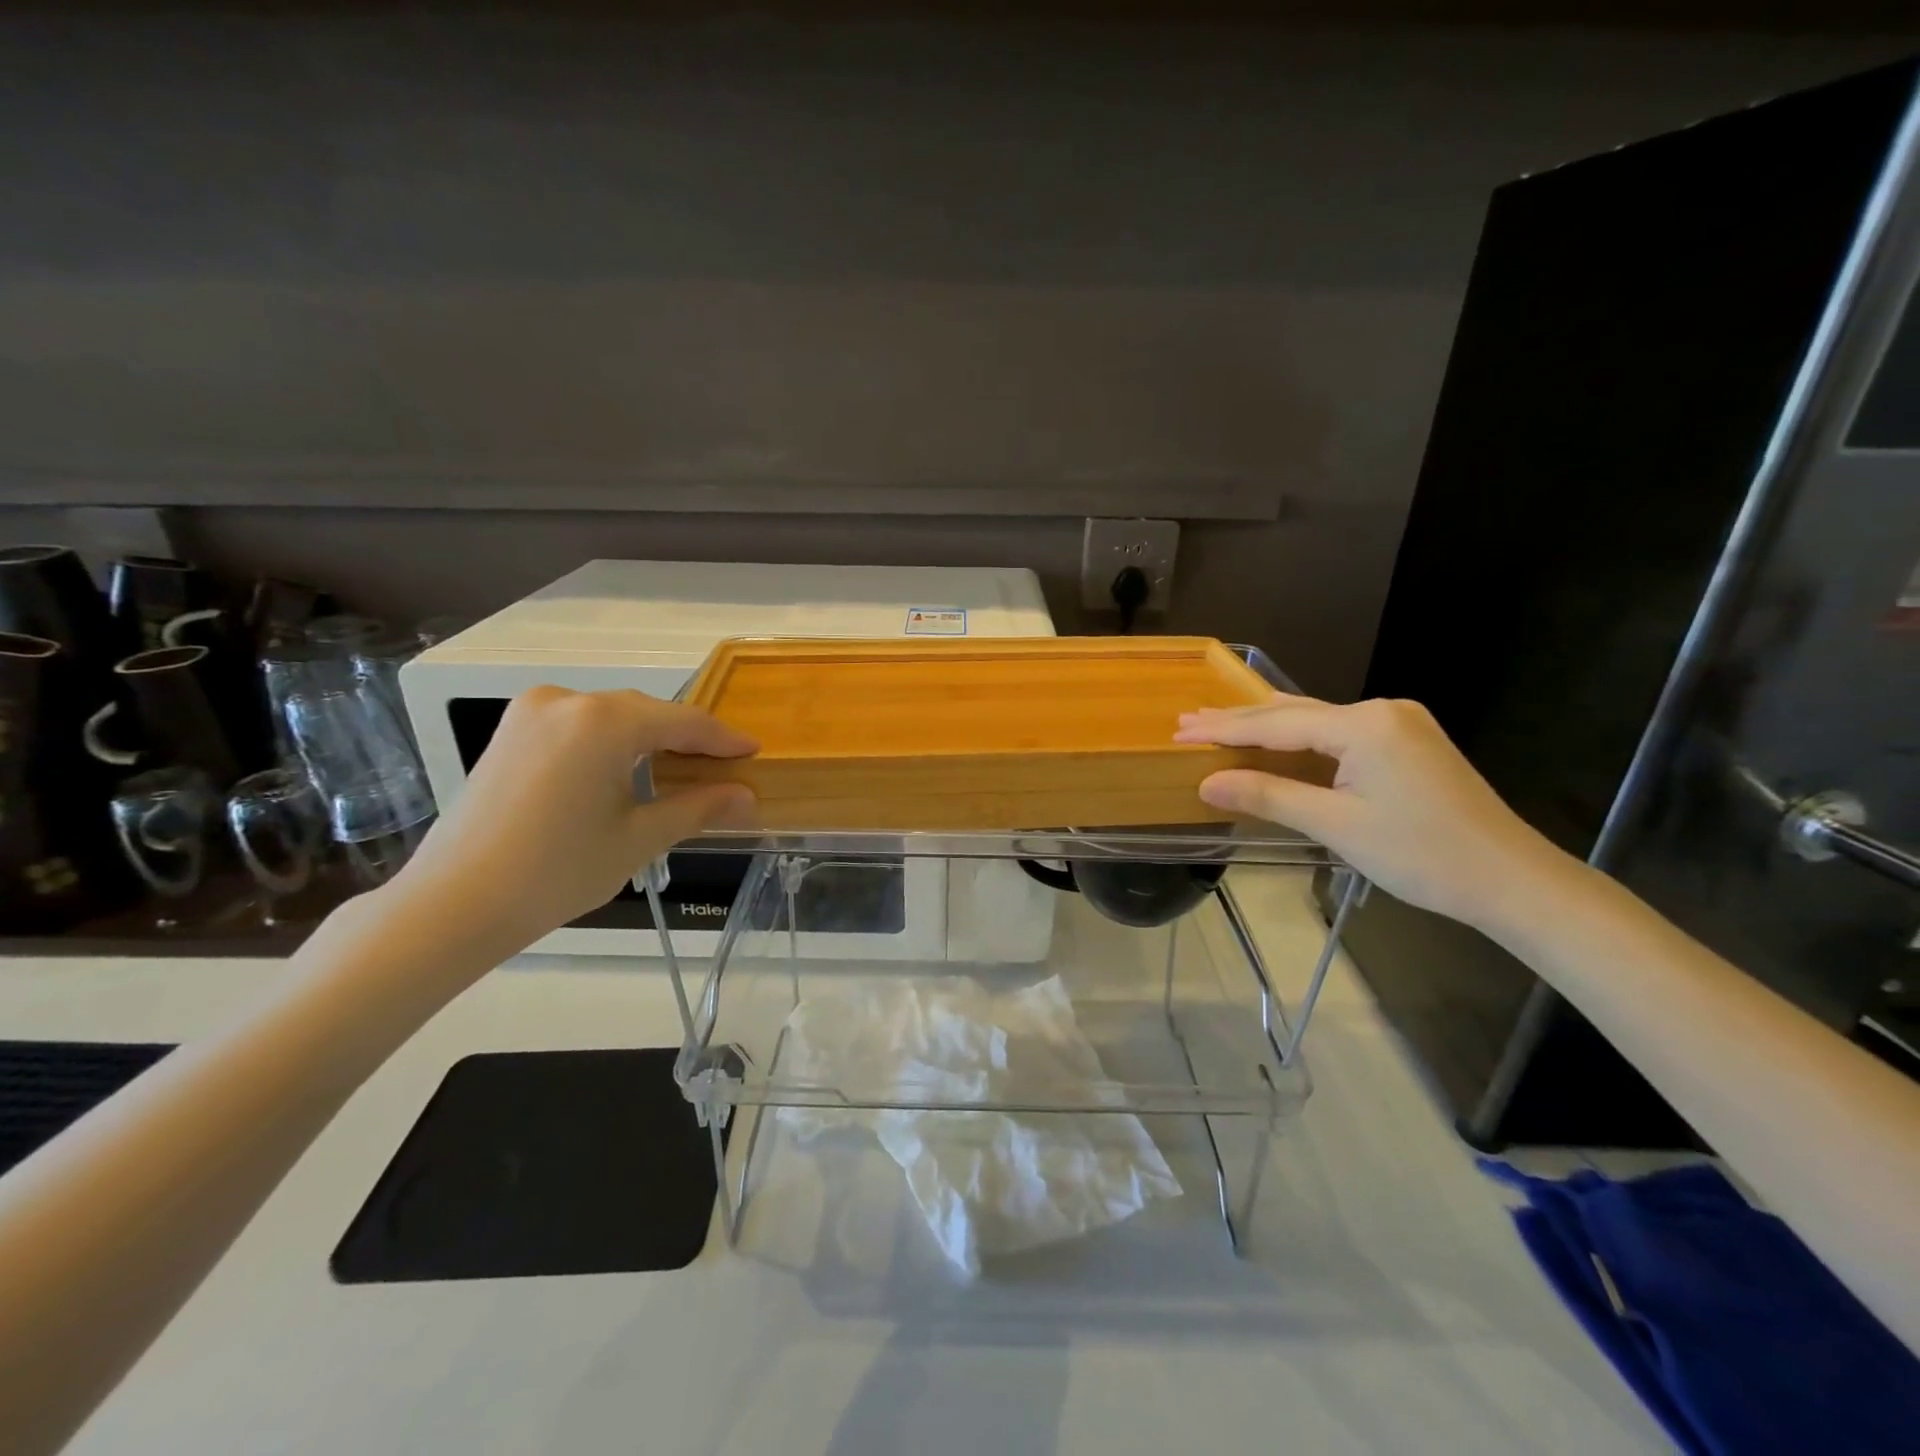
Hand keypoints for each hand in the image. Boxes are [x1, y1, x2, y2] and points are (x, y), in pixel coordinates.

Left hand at [390, 687, 756, 953]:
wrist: (453, 904)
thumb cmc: (557, 871)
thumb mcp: (640, 838)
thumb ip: (699, 807)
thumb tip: (747, 796)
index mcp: (604, 720)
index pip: (683, 721)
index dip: (723, 739)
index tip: (754, 751)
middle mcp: (567, 700)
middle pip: (647, 713)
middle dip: (687, 739)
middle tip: (722, 768)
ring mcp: (532, 713)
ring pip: (613, 717)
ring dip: (650, 740)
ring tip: (681, 771)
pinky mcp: (511, 732)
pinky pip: (580, 725)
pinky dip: (612, 743)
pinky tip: (629, 770)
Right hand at [1175, 696, 1553, 926]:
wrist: (1512, 880)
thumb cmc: (1422, 855)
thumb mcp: (1337, 826)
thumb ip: (1270, 797)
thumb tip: (1207, 784)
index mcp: (1365, 724)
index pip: (1277, 724)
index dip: (1225, 730)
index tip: (1180, 732)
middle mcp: (1382, 710)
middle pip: (1294, 714)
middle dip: (1238, 721)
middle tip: (1187, 722)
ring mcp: (1399, 724)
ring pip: (1316, 720)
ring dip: (1266, 726)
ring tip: (1217, 723)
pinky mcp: (1408, 742)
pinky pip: (1338, 732)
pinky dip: (1299, 738)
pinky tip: (1276, 737)